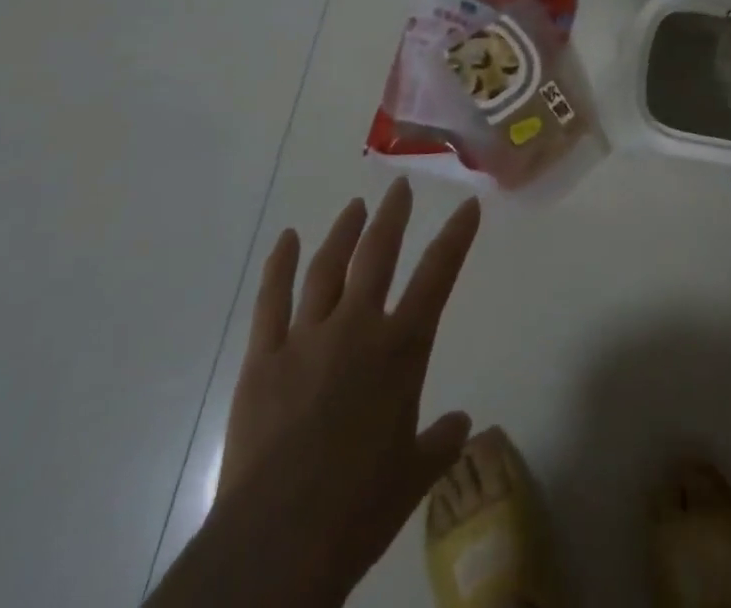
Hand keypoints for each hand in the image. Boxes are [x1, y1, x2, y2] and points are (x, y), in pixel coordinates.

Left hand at [170, 179, 480, 607]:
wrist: (277, 543)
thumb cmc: (359, 508)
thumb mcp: (414, 477)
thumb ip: (440, 442)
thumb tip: (461, 424)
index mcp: (401, 348)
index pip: (438, 275)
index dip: (456, 236)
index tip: (467, 206)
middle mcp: (357, 327)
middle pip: (378, 255)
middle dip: (393, 217)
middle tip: (400, 188)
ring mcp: (306, 338)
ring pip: (328, 268)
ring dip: (343, 233)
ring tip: (354, 207)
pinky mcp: (263, 360)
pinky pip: (271, 301)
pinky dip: (280, 266)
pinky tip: (287, 240)